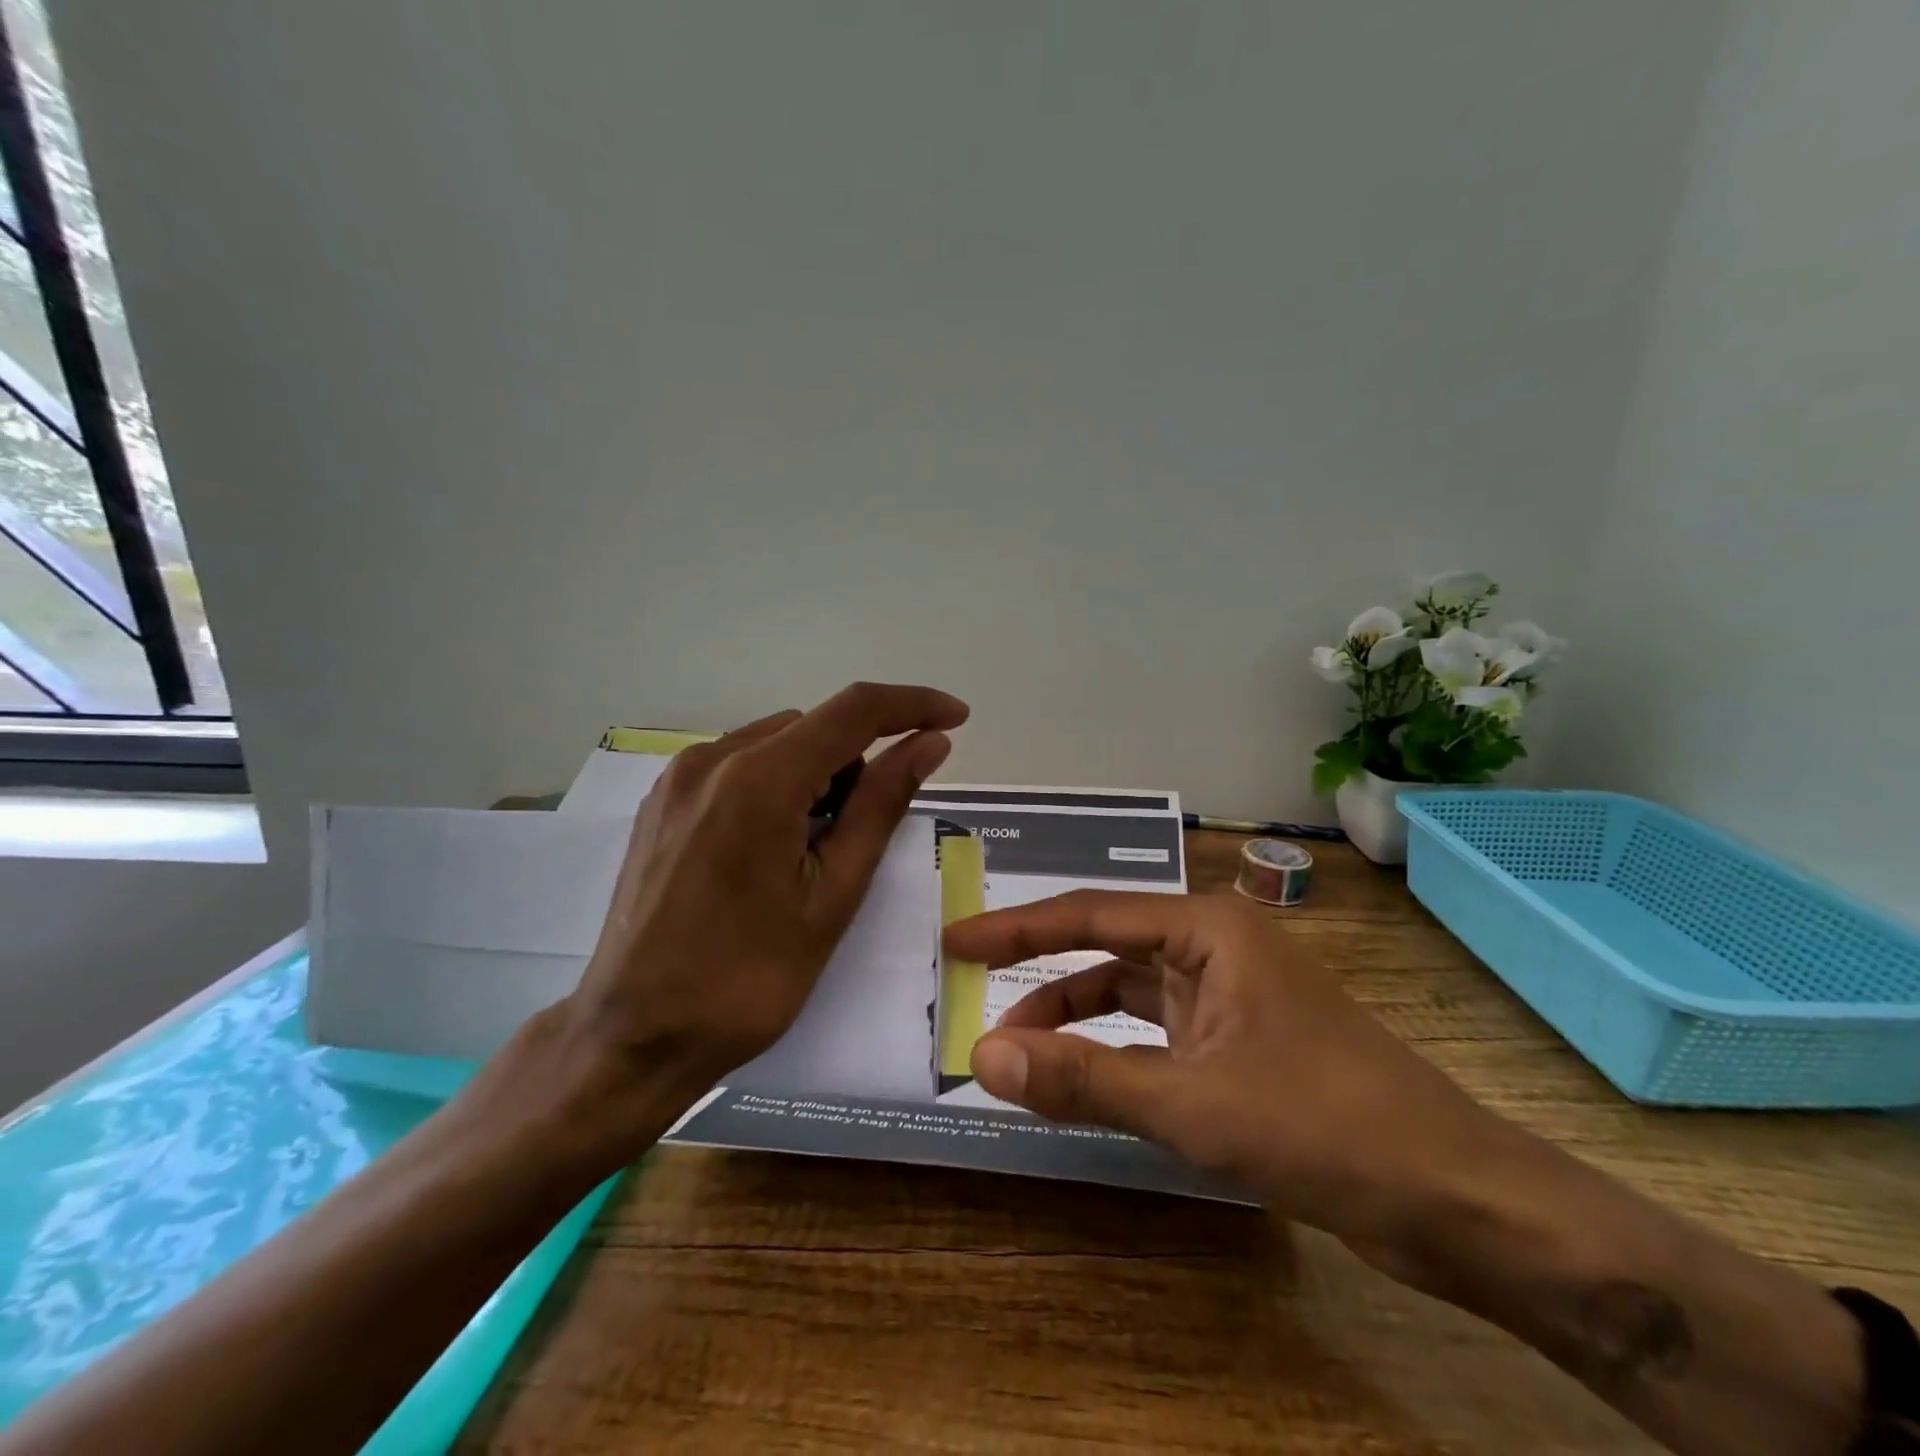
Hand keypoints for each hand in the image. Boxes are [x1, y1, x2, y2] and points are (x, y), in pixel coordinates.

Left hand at [564, 682, 967, 1109]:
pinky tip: (769, 848)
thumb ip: (882, 805)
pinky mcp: (663, 800)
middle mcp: (712, 759)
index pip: (855, 711)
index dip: (914, 705)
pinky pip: (739, 766)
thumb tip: (930, 742)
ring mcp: (679, 777)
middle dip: (857, 763)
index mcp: (759, 780)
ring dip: (815, 776)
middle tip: (860, 837)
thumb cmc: (749, 978)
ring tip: (809, 853)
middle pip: (814, 728)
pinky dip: (775, 786)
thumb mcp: (833, 894)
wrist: (637, 1034)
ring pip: (777, 745)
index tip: (955, 717)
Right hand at [944, 890, 1505, 1261]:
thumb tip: (984, 1060)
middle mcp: (1216, 947)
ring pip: (1130, 994)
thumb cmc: (1327, 1126)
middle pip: (1106, 949)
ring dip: (1074, 1020)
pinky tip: (1082, 1079)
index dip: (1015, 929)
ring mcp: (1231, 996)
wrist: (1459, 1199)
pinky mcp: (1241, 1043)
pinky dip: (1113, 1052)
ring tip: (1018, 1053)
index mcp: (1208, 928)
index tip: (955, 942)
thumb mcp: (1193, 1105)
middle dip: (1040, 976)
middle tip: (973, 999)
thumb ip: (1084, 1079)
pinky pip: (1156, 1034)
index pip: (1089, 916)